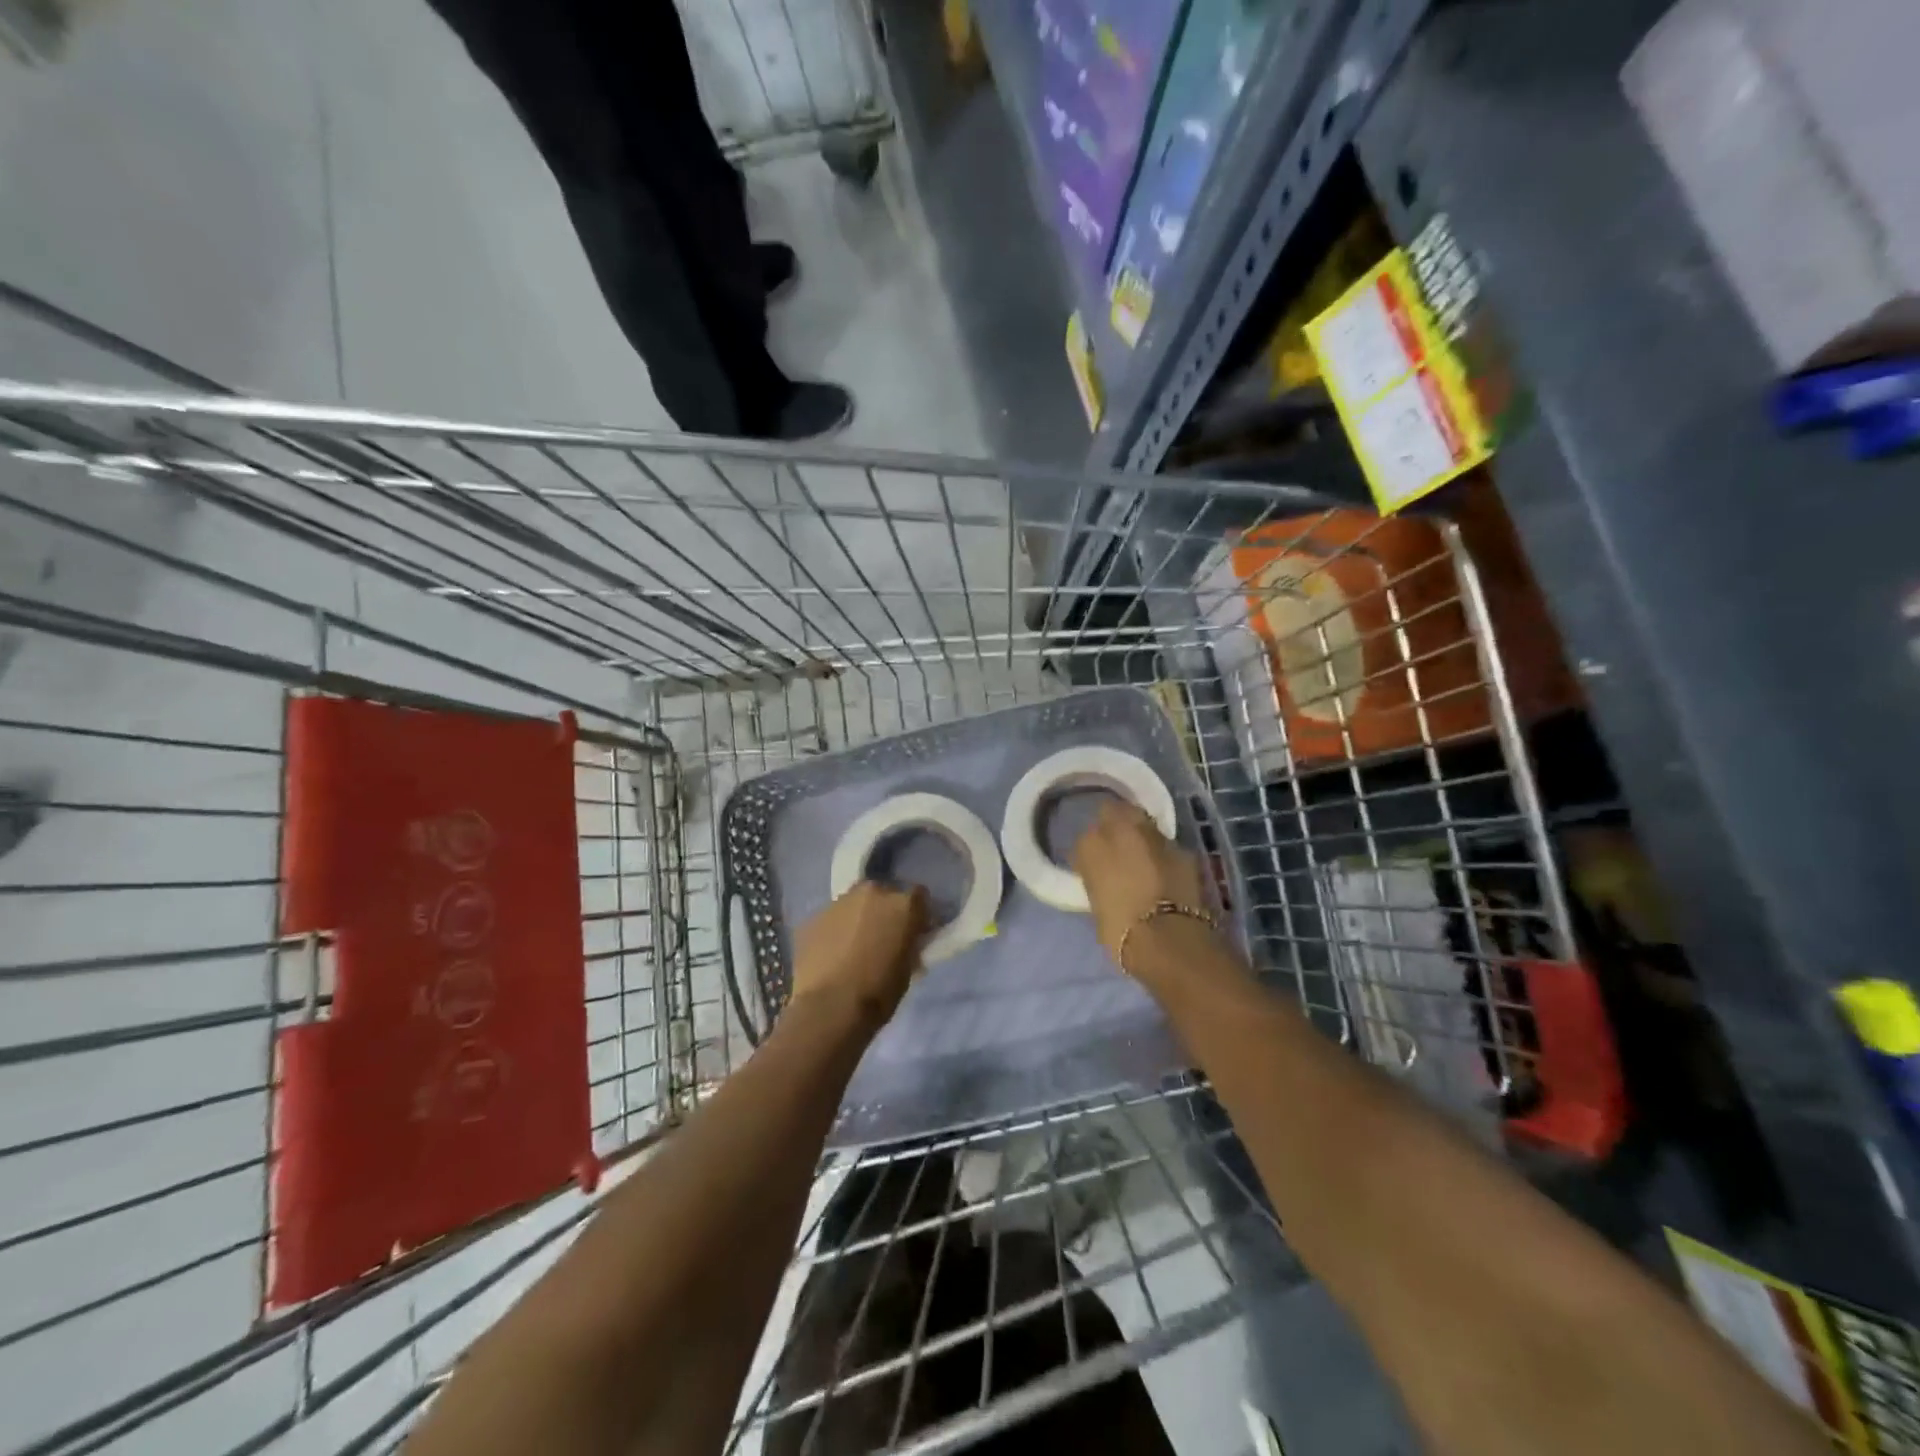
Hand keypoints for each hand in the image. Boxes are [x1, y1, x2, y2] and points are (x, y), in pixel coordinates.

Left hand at [790, 881, 927, 1031]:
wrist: (829, 1009)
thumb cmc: (878, 993)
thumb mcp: (908, 969)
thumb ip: (909, 945)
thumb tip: (906, 942)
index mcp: (903, 905)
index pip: (920, 896)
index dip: (918, 914)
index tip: (916, 932)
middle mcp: (872, 893)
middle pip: (884, 894)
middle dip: (885, 911)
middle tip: (883, 938)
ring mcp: (839, 902)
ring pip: (855, 904)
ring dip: (858, 918)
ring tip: (854, 947)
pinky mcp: (813, 917)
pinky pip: (831, 919)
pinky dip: (835, 931)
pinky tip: (832, 955)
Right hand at [1072, 800, 1211, 969]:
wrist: (1169, 941)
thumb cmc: (1120, 931)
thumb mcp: (1096, 903)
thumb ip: (1099, 879)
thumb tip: (1105, 877)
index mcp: (1090, 845)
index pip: (1085, 837)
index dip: (1092, 850)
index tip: (1094, 864)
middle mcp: (1121, 829)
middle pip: (1114, 811)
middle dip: (1115, 823)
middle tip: (1117, 846)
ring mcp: (1155, 836)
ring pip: (1143, 823)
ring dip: (1141, 835)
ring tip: (1143, 857)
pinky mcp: (1183, 849)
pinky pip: (1167, 845)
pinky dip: (1164, 854)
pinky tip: (1166, 871)